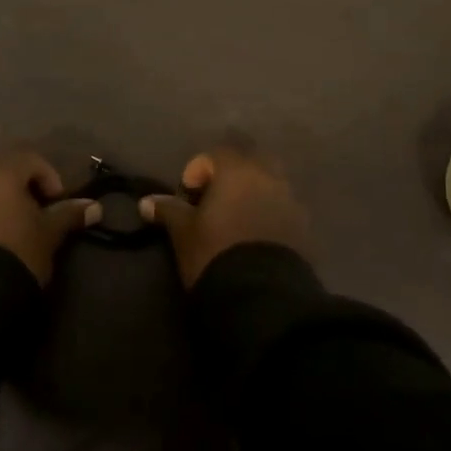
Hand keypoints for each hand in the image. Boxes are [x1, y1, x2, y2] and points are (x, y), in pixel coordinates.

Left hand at [0, 152, 99, 283]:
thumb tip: (95, 207)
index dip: (49, 177)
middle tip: (37, 220)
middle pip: (3, 176)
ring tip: (14, 236)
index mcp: (0, 174)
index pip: (29, 160)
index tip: (56, 204)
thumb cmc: (19, 251)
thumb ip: (69, 215)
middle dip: (22, 193)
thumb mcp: (49, 234)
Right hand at [140, 145, 309, 286]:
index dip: (199, 169)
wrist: (263, 296)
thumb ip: (168, 211)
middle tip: (214, 200)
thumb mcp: (184, 233)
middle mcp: (268, 178)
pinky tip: (254, 237)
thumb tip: (146, 202)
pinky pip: (283, 209)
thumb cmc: (215, 253)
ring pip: (270, 184)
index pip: (217, 154)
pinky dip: (268, 214)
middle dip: (232, 175)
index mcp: (238, 171)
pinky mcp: (303, 228)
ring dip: (253, 194)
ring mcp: (291, 202)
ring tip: (235, 220)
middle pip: (249, 162)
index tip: (188, 194)